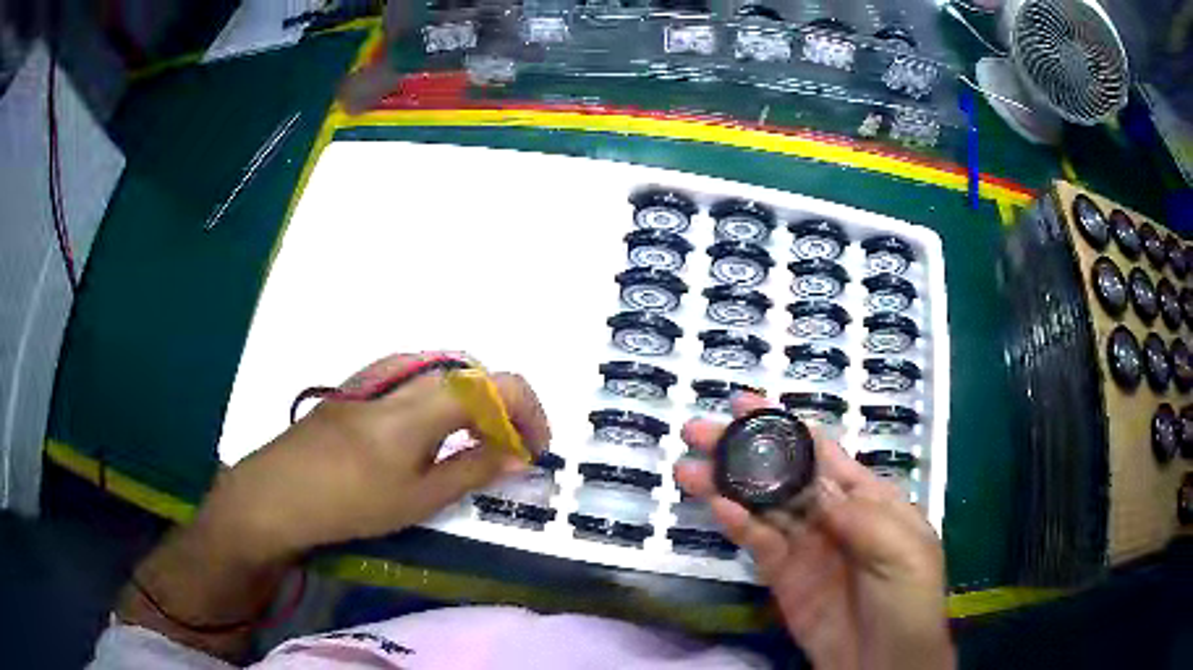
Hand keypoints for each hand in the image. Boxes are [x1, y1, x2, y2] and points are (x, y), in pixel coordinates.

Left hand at [200, 353, 551, 562]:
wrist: (276, 493)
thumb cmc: (349, 503)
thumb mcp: (418, 498)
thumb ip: (473, 470)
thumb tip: (519, 455)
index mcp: (421, 403)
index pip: (496, 383)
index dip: (527, 411)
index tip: (533, 449)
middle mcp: (402, 376)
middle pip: (472, 374)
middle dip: (501, 408)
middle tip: (506, 451)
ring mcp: (375, 377)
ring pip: (442, 373)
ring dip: (471, 403)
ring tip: (472, 443)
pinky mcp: (357, 387)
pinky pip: (413, 378)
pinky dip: (439, 399)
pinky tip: (427, 433)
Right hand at [674, 394, 953, 669]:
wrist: (884, 662)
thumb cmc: (909, 599)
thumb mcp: (903, 551)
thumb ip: (861, 517)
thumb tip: (816, 485)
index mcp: (868, 498)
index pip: (822, 453)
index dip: (785, 426)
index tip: (745, 403)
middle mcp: (831, 515)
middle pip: (782, 475)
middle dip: (743, 450)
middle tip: (700, 430)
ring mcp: (805, 547)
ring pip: (762, 508)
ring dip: (727, 486)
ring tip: (688, 467)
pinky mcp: (783, 578)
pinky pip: (758, 546)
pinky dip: (737, 527)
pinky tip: (717, 508)